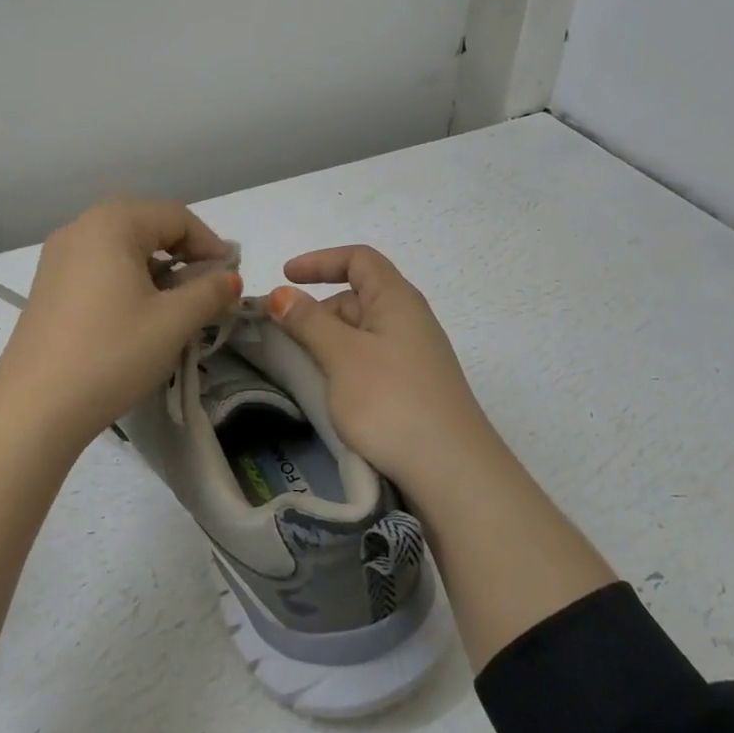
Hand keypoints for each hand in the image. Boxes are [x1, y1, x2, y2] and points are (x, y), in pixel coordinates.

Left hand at [0, 198, 241, 447]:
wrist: (34, 407)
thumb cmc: (111, 353)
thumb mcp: (173, 322)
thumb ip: (210, 292)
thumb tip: (229, 278)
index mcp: (111, 223)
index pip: (176, 216)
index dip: (210, 244)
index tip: (231, 279)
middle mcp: (81, 228)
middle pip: (147, 225)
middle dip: (184, 254)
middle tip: (208, 289)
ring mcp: (58, 257)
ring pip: (122, 247)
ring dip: (157, 268)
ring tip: (177, 306)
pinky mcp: (48, 286)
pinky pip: (99, 267)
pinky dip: (128, 280)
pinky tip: (139, 315)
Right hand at [267, 245, 493, 492]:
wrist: (453, 473)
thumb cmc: (392, 401)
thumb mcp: (342, 356)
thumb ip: (309, 321)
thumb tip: (280, 294)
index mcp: (397, 299)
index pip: (359, 259)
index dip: (320, 261)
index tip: (285, 278)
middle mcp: (409, 320)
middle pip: (357, 296)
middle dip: (317, 308)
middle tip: (281, 335)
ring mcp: (414, 356)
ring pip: (361, 332)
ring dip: (327, 340)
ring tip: (298, 366)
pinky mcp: (412, 388)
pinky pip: (369, 361)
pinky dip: (342, 364)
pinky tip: (328, 391)